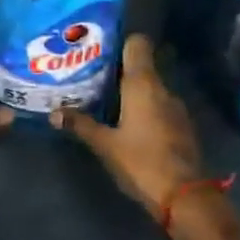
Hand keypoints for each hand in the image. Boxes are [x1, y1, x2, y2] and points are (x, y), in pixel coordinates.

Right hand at [53, 34, 239, 239]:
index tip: (100, 47)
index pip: (138, 45)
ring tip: (104, 99)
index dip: (121, 42)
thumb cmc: (141, 162)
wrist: (185, 196)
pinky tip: (126, 122)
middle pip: (141, 67)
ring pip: (149, 88)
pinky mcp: (181, 126)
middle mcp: (162, 89)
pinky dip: (143, 108)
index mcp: (143, 85)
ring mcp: (176, 108)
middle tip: (90, 76)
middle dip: (117, 70)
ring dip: (130, 91)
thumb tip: (54, 113)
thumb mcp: (105, 144)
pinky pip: (158, 106)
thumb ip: (80, 124)